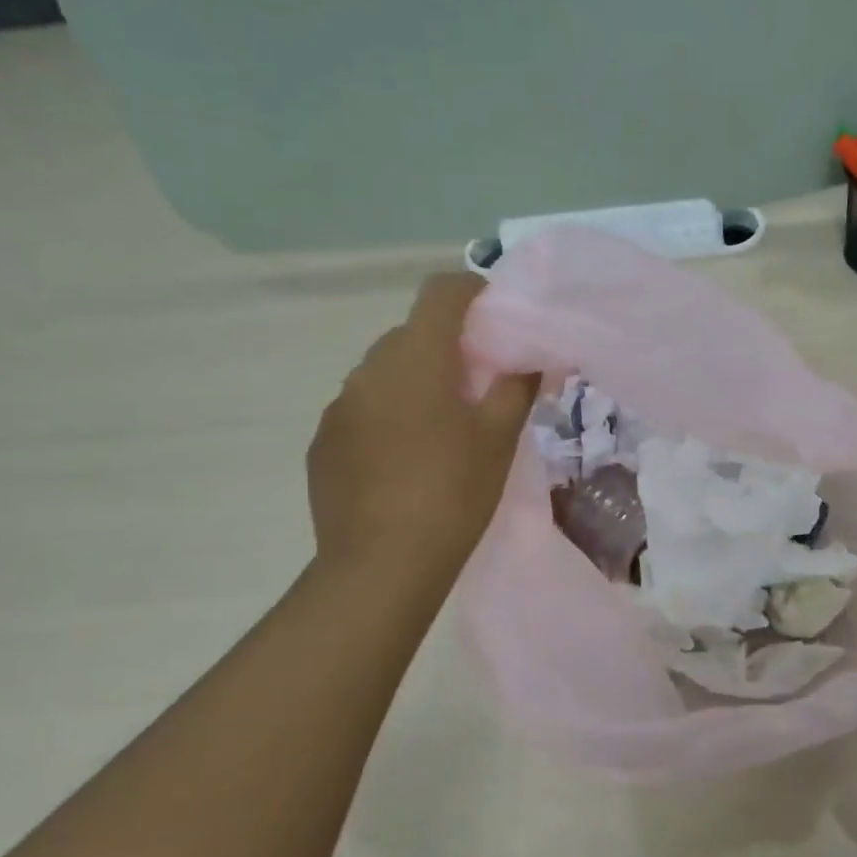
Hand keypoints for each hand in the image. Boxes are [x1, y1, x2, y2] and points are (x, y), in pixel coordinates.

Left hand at [307, 273, 537, 574]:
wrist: (382, 565)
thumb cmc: (453, 494)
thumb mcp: (498, 440)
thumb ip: (517, 388)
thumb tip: (533, 358)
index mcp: (416, 360)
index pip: (439, 293)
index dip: (471, 291)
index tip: (494, 314)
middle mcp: (368, 370)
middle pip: (411, 334)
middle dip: (446, 346)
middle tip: (478, 384)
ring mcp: (339, 407)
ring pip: (384, 373)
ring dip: (414, 382)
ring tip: (441, 427)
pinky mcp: (323, 441)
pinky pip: (362, 409)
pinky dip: (388, 414)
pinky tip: (405, 459)